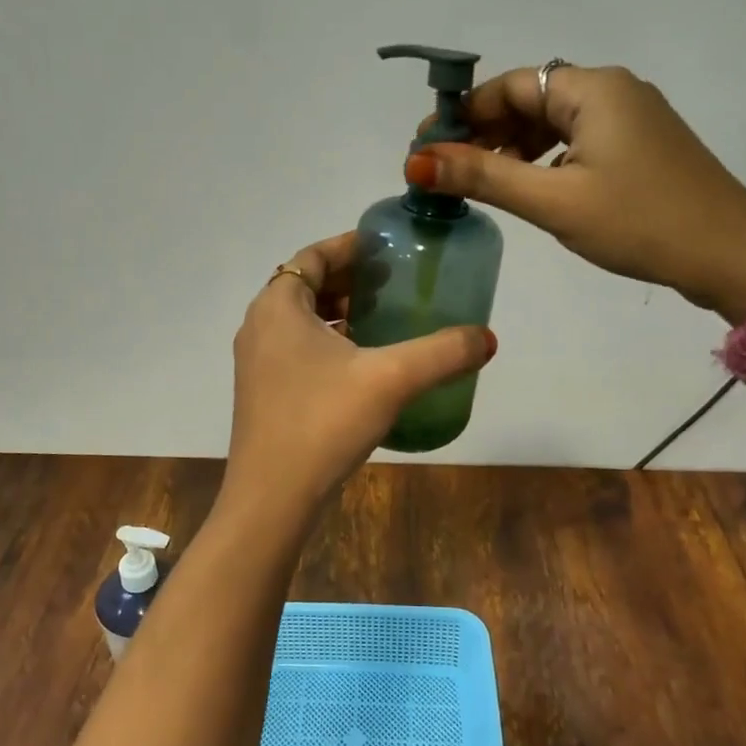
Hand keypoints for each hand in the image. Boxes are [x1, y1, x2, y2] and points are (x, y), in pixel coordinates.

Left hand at [223, 233, 495, 520]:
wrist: (272, 498)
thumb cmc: (323, 423)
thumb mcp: (391, 380)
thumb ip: (442, 353)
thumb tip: (488, 338)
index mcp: (278, 306)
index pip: (313, 256)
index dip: (350, 246)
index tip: (387, 248)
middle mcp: (260, 326)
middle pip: (306, 285)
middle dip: (349, 279)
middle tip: (394, 282)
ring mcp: (257, 362)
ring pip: (301, 320)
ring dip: (339, 312)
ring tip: (384, 318)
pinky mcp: (263, 392)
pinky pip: (297, 349)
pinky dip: (328, 342)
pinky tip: (363, 364)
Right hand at [409, 64, 745, 319]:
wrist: (732, 256)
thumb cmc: (639, 222)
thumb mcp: (553, 201)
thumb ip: (483, 177)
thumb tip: (417, 161)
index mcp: (591, 89)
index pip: (508, 85)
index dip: (463, 114)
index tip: (426, 149)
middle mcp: (612, 90)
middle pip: (530, 100)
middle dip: (486, 133)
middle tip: (448, 173)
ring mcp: (631, 118)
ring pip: (553, 122)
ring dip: (513, 149)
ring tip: (482, 186)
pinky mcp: (641, 146)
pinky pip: (578, 141)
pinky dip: (545, 160)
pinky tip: (531, 189)